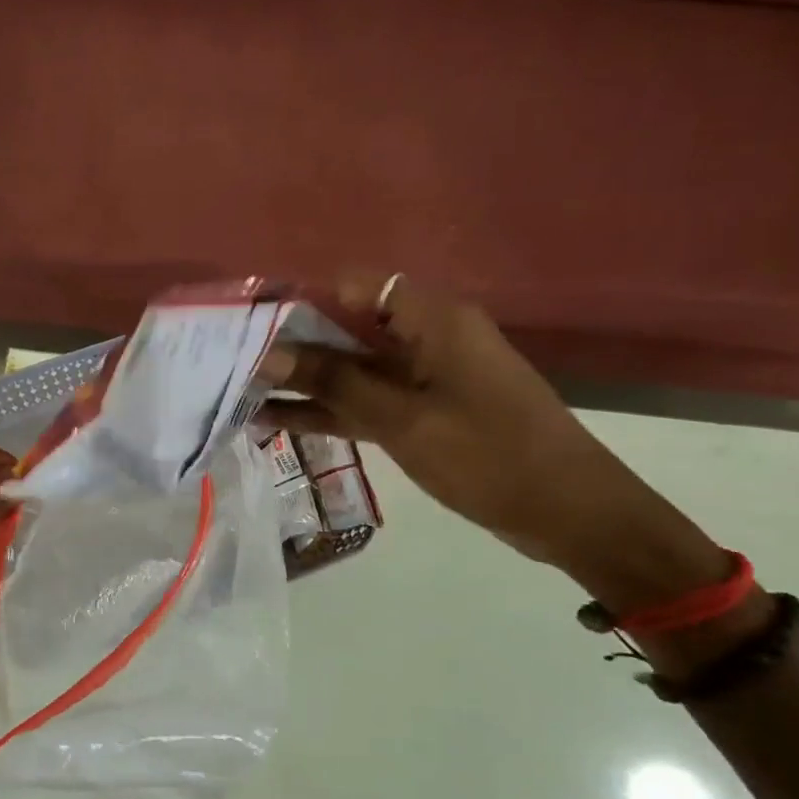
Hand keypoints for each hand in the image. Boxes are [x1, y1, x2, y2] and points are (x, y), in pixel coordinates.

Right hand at [261, 274, 727, 610]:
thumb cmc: (488, 454)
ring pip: (349, 370)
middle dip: (289, 344)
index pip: (351, 286)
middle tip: (228, 361)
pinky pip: (363, 402)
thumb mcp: (401, 418)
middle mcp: (423, 336)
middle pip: (345, 327)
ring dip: (301, 382)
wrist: (570, 513)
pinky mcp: (420, 413)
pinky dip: (326, 411)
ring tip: (237, 393)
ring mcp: (421, 377)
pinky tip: (274, 421)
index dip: (298, 298)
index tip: (247, 322)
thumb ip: (332, 382)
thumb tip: (266, 354)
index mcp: (430, 317)